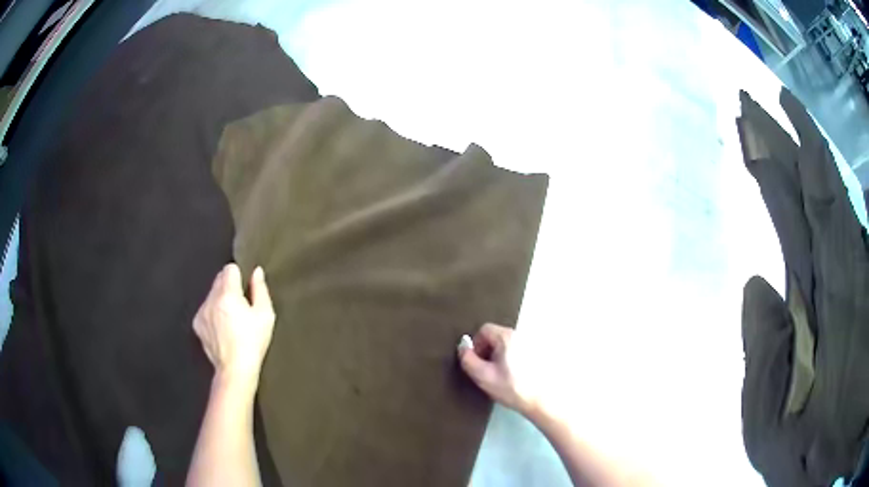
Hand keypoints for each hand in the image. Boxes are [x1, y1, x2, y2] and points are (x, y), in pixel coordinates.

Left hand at [193, 264, 275, 391]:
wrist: (235, 369)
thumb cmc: (253, 343)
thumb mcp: (265, 316)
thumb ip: (260, 290)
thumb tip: (256, 272)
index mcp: (228, 294)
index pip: (229, 269)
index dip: (239, 276)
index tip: (245, 288)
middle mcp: (211, 299)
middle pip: (219, 279)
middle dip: (229, 287)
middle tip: (240, 305)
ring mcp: (202, 311)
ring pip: (211, 294)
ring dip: (220, 300)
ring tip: (231, 319)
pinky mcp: (197, 324)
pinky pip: (205, 309)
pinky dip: (212, 313)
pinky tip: (222, 328)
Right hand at [457, 323, 539, 416]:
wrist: (540, 401)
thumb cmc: (511, 388)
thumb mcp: (483, 376)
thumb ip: (468, 359)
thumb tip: (463, 346)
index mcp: (507, 336)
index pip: (484, 329)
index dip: (476, 344)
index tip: (477, 362)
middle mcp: (521, 335)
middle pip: (496, 335)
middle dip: (488, 350)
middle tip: (487, 370)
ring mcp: (532, 343)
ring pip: (507, 344)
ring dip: (500, 356)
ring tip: (501, 374)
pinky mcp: (539, 353)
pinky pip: (519, 349)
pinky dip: (512, 358)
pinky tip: (514, 375)